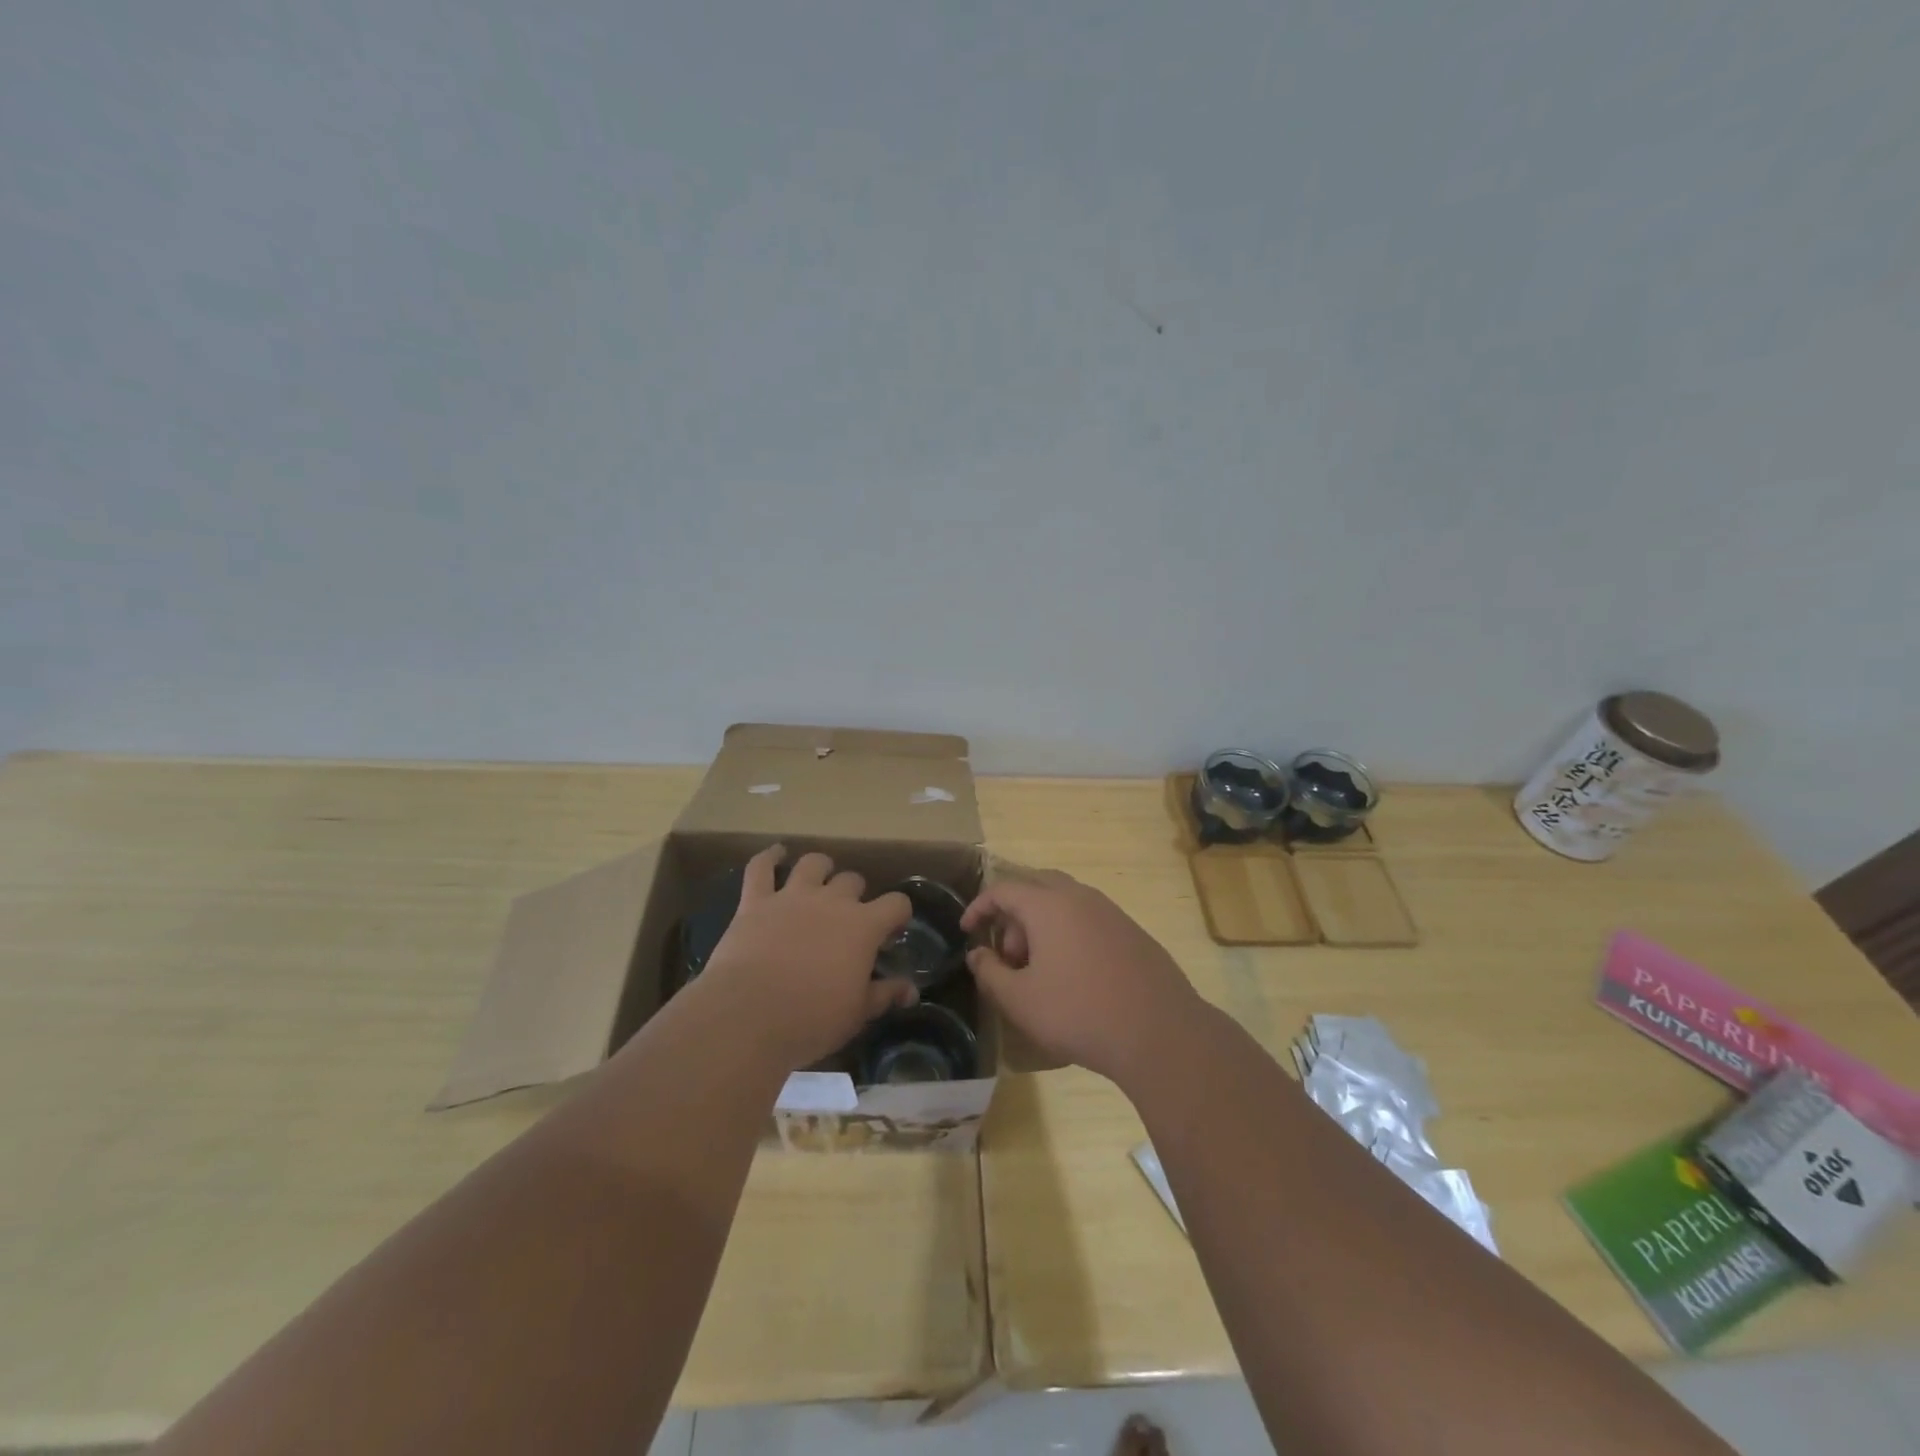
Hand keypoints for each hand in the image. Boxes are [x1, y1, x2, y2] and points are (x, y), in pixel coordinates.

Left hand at [698, 845, 915, 1070]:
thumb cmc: (811, 1020)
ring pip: (813, 864)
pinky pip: (761, 868)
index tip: (891, 931)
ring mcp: (792, 896)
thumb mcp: (857, 1014)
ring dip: (820, 868)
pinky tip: (776, 854)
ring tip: (819, 879)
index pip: (896, 903)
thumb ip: (885, 995)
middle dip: (855, 895)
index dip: (898, 914)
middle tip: (848, 918)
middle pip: (852, 880)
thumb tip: (910, 991)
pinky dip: (769, 857)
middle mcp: (832, 901)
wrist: (748, 1017)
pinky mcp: (755, 901)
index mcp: (863, 926)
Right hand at [962, 868, 1202, 1087]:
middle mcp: (1080, 897)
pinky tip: (1073, 975)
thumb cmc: (1078, 1012)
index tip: (966, 930)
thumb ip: (989, 972)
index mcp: (1049, 905)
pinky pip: (1089, 919)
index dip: (979, 907)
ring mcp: (1111, 912)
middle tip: (1007, 953)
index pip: (1003, 889)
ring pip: (1065, 902)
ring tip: (1038, 969)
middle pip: (1036, 887)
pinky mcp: (1132, 932)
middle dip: (1014, 914)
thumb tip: (977, 954)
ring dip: (1042, 925)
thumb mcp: (1020, 1000)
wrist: (1159, 1032)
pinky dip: (1069, 934)